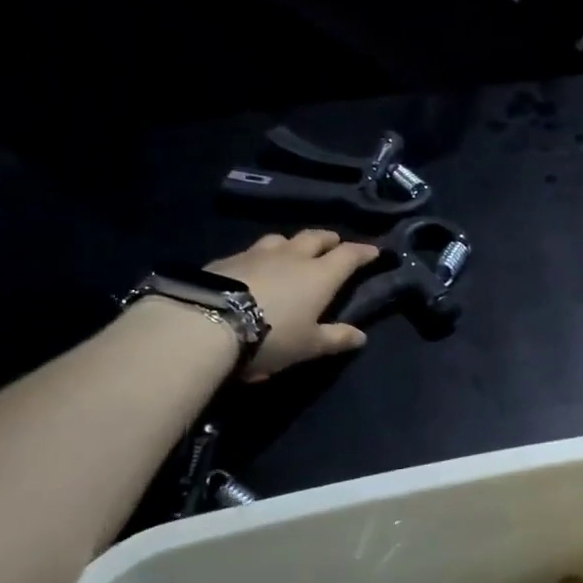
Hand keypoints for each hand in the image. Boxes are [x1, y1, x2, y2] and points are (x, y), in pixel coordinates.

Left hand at [206, 229, 377, 379]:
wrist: (208, 323)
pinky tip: (254, 268)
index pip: (348, 256)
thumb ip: (336, 338)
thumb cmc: (272, 336)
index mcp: (319, 275)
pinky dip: (261, 257)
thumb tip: (361, 336)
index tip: (374, 251)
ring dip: (292, 243)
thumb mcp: (308, 345)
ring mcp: (257, 254)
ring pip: (280, 239)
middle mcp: (292, 256)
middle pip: (315, 238)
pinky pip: (251, 252)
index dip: (363, 252)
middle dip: (328, 239)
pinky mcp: (226, 260)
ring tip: (293, 251)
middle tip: (335, 243)